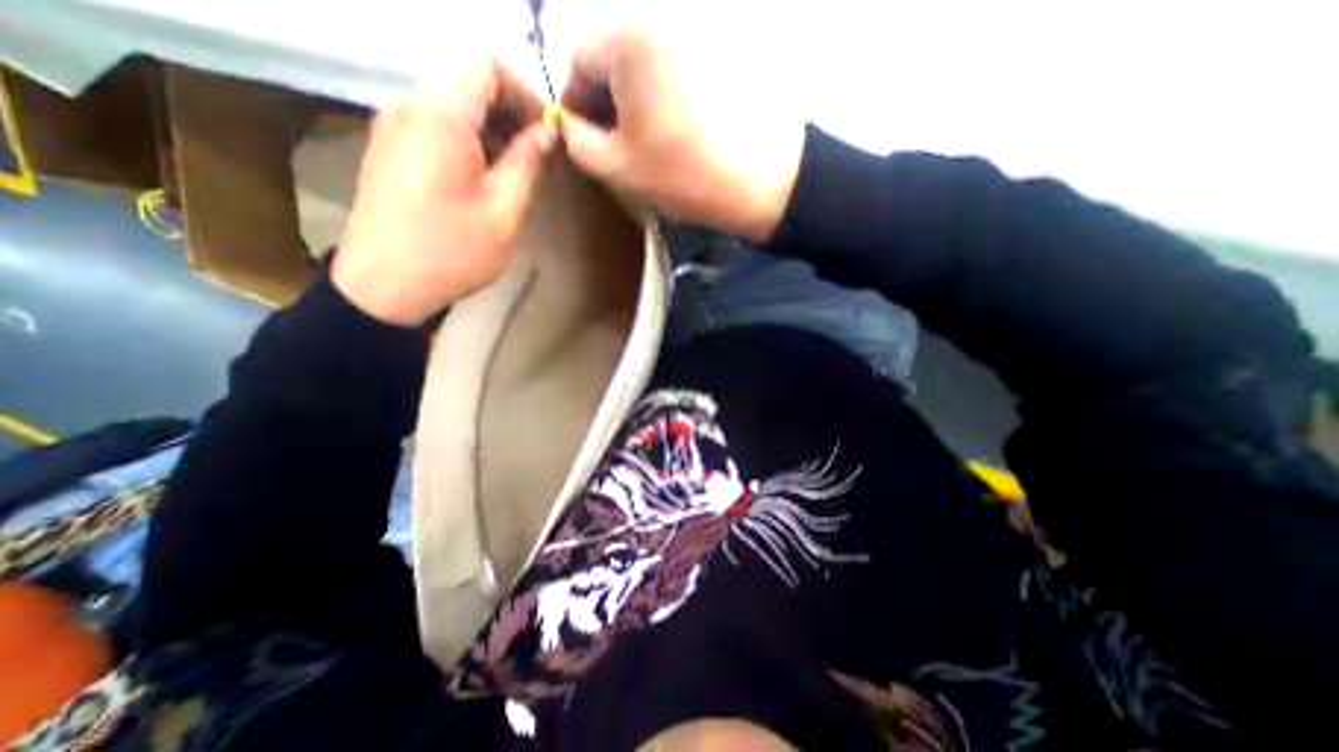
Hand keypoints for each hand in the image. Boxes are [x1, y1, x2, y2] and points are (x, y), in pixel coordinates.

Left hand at [332, 62, 557, 325]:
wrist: (384, 284)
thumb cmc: (452, 249)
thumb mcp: (503, 210)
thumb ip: (527, 163)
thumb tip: (547, 132)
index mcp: (441, 115)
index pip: (488, 68)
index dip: (526, 94)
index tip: (548, 134)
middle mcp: (410, 105)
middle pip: (468, 82)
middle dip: (511, 112)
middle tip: (537, 155)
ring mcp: (393, 125)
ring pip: (452, 103)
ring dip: (491, 127)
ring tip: (516, 169)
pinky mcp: (389, 148)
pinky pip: (435, 124)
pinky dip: (468, 139)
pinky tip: (484, 176)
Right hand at [559, 27, 798, 241]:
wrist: (768, 181)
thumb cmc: (687, 174)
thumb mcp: (621, 168)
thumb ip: (580, 144)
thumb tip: (571, 127)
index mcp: (629, 38)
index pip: (578, 58)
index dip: (575, 103)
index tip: (584, 141)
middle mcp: (662, 21)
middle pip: (614, 58)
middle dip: (606, 103)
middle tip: (616, 148)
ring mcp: (698, 36)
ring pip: (646, 67)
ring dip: (636, 103)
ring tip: (647, 146)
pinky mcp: (723, 57)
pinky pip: (676, 72)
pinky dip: (664, 100)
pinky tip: (676, 134)